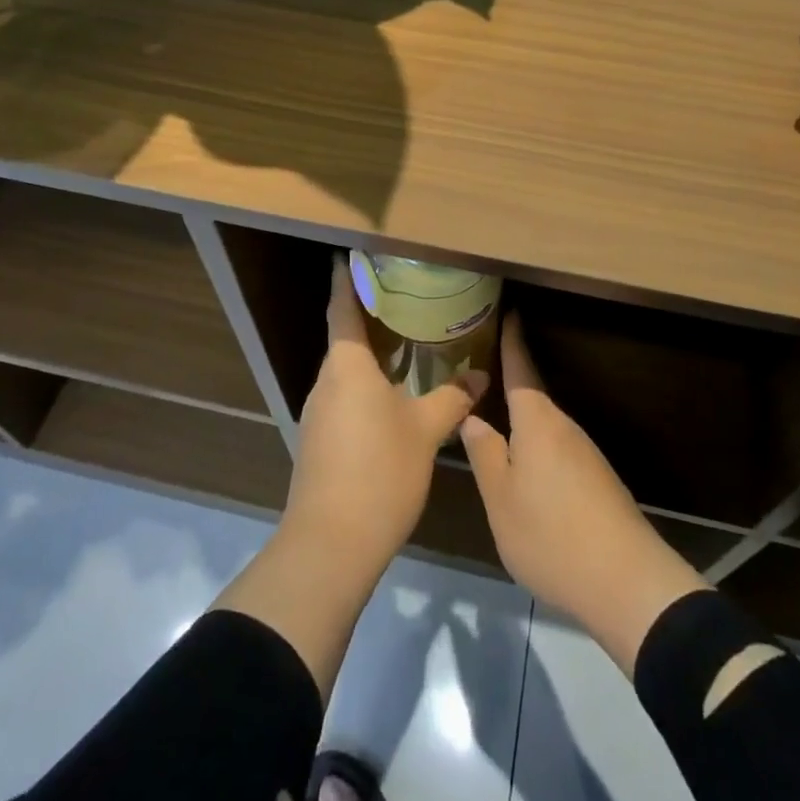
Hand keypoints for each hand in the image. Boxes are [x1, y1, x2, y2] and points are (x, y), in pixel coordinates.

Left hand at [284, 256, 487, 572]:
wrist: (331, 544)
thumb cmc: (379, 471)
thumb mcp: (426, 431)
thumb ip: (453, 398)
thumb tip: (480, 376)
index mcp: (347, 366)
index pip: (343, 309)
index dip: (346, 280)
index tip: (350, 256)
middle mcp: (327, 382)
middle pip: (344, 338)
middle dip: (368, 316)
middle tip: (403, 296)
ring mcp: (319, 414)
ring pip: (345, 370)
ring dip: (370, 353)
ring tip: (405, 341)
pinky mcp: (319, 441)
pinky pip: (344, 396)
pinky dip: (366, 384)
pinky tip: (393, 394)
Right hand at [461, 313, 709, 676]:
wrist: (626, 582)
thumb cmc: (551, 533)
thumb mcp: (501, 498)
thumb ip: (485, 453)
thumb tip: (473, 417)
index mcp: (538, 420)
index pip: (521, 368)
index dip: (512, 340)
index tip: (508, 311)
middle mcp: (564, 426)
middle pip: (532, 398)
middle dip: (508, 386)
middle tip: (478, 378)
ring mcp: (585, 453)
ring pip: (544, 428)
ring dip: (521, 425)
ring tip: (494, 428)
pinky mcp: (597, 480)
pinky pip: (557, 451)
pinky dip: (537, 450)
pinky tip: (525, 474)